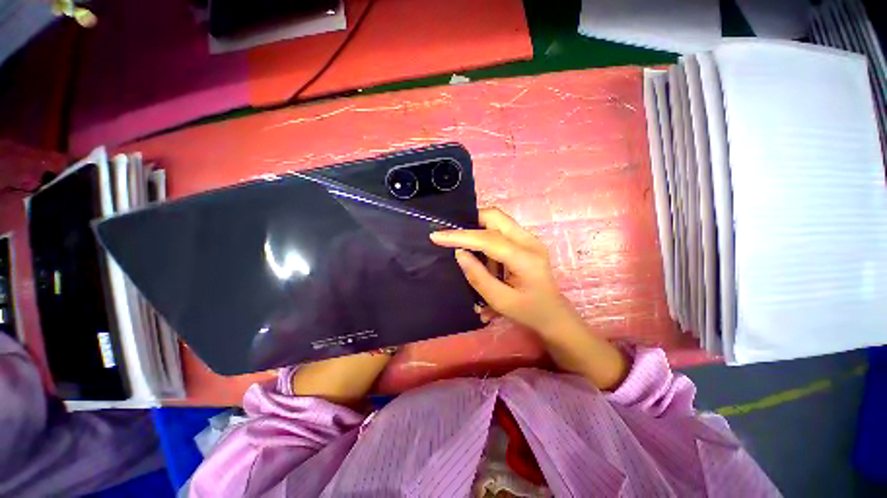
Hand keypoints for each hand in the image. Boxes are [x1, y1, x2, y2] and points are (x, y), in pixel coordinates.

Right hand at [430, 208, 576, 334]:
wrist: (554, 315)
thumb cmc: (529, 312)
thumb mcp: (500, 301)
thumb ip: (478, 276)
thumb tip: (459, 253)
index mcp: (525, 258)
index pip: (488, 239)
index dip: (460, 236)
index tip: (436, 235)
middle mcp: (530, 241)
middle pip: (495, 216)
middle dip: (470, 222)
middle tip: (453, 237)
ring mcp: (530, 239)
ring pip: (497, 221)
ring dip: (479, 232)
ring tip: (474, 257)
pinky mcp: (526, 241)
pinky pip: (501, 230)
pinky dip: (487, 240)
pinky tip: (488, 262)